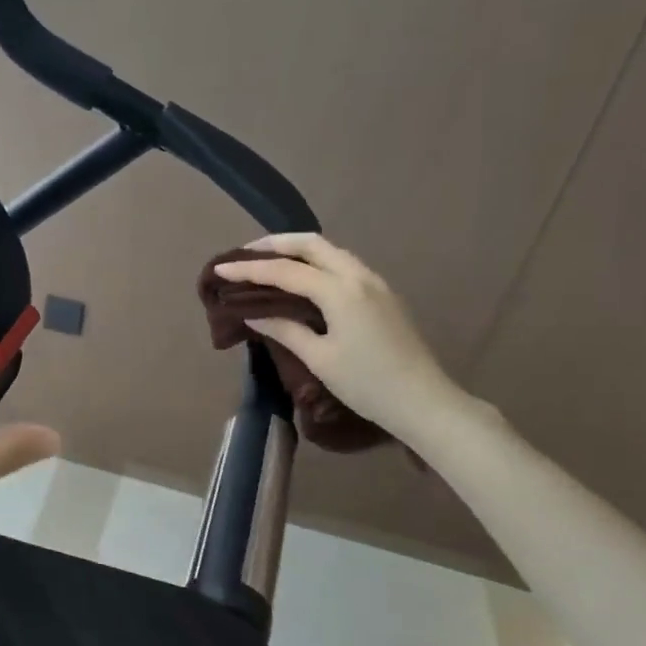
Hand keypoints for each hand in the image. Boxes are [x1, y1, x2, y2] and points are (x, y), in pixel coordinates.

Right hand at [213, 235, 463, 438]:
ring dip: (297, 250)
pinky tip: (303, 278)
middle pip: (311, 243)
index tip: (221, 270)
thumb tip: (255, 315)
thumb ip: (285, 330)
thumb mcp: (320, 359)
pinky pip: (343, 265)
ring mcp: (375, 282)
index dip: (249, 269)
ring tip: (269, 262)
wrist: (424, 402)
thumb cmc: (368, 385)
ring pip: (330, 251)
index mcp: (340, 290)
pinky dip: (316, 262)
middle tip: (245, 253)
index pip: (285, 270)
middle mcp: (358, 275)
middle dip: (275, 244)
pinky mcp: (383, 294)